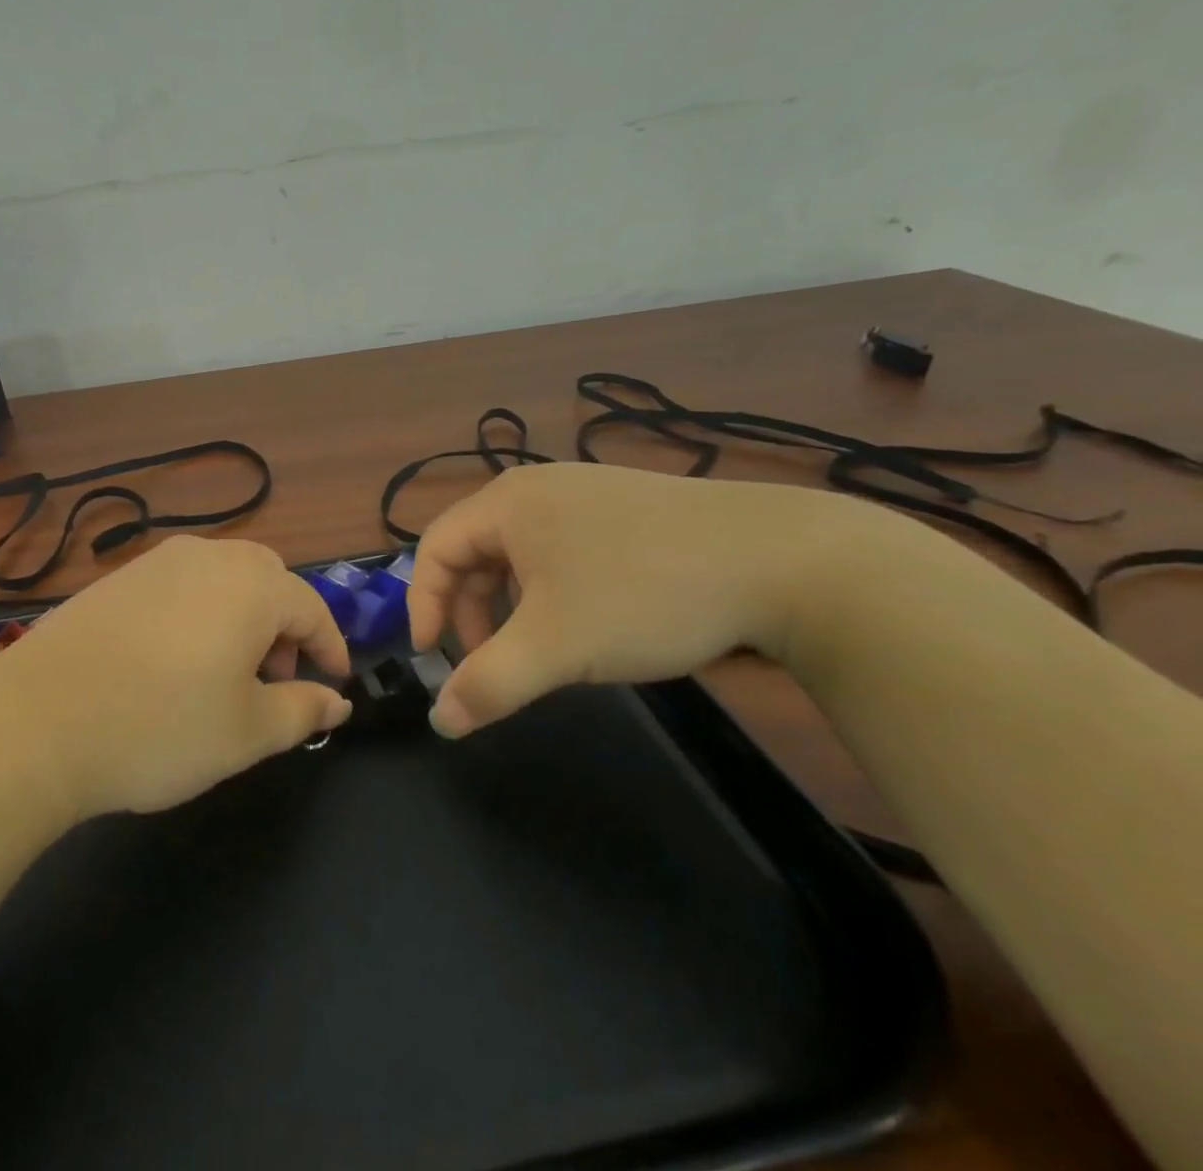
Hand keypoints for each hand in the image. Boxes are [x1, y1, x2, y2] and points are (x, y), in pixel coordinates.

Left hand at [0, 536, 351, 818]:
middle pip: (268, 580)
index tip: (335, 684)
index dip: (330, 648)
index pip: (311, 608)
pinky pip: (179, 585)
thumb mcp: (247, 732)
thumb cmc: (160, 728)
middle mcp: (207, 557)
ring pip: (221, 578)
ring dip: (241, 617)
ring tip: (224, 673)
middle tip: (274, 679)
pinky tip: (172, 660)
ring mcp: (155, 562)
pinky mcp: (116, 578)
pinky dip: (198, 613)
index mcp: (251, 586)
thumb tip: (337, 704)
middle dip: (284, 626)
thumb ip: (303, 710)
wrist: (37, 721)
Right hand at [408, 463, 842, 737]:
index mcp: (508, 502)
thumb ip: (488, 684)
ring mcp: (588, 495)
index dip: (422, 604)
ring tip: (542, 649)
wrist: (788, 563)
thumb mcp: (556, 646)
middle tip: (490, 662)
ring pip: (522, 555)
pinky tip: (591, 622)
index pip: (435, 548)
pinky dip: (555, 593)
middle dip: (473, 611)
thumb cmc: (645, 593)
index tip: (433, 657)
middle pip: (476, 550)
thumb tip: (440, 723)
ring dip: (514, 606)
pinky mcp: (630, 512)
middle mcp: (540, 488)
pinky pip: (564, 551)